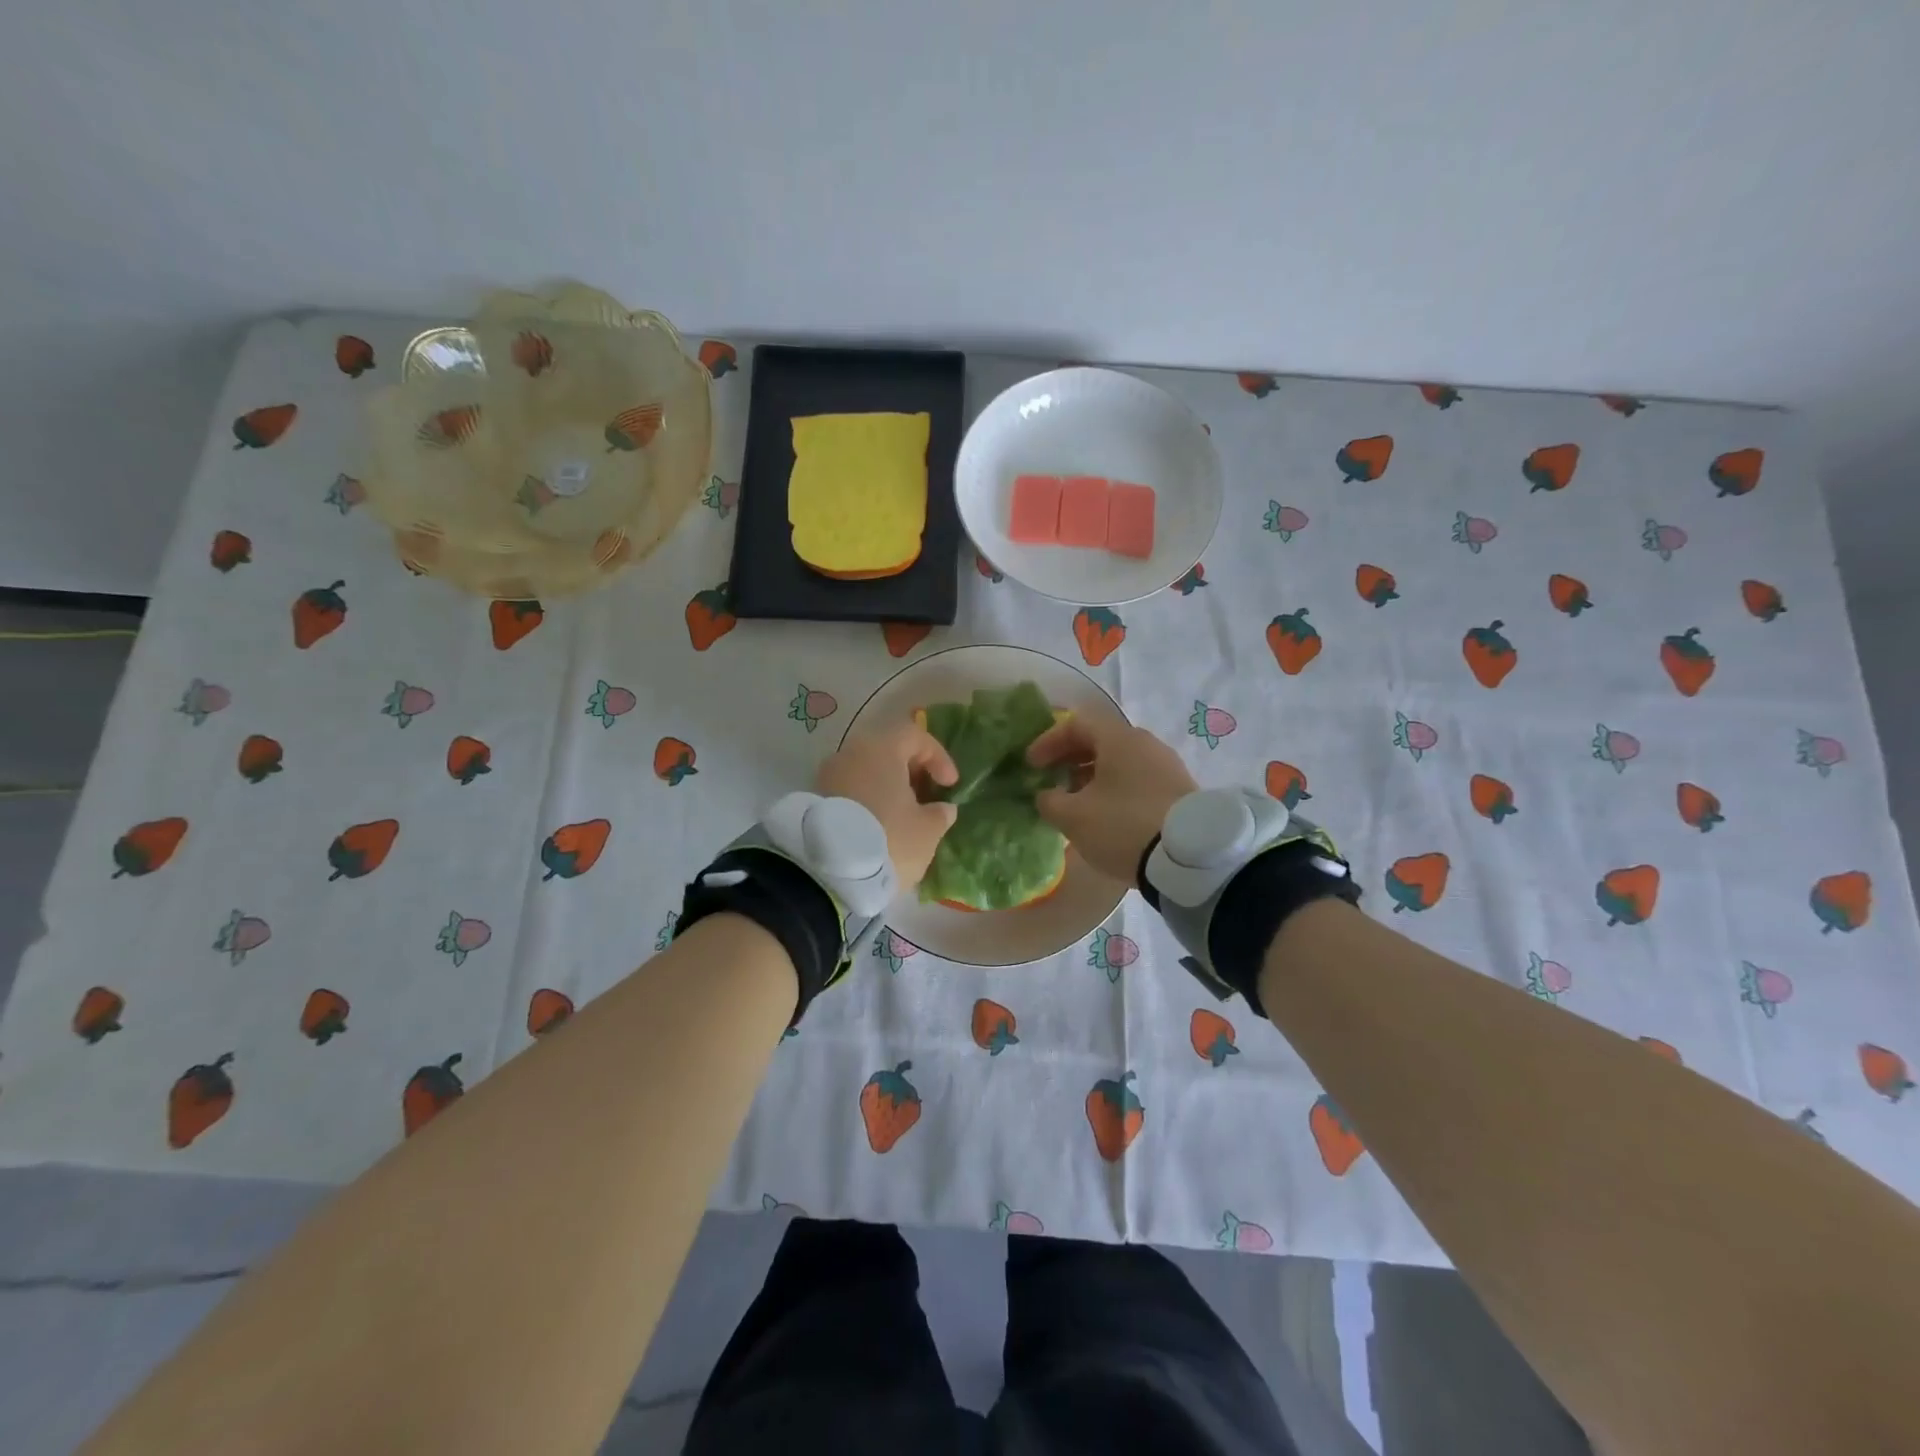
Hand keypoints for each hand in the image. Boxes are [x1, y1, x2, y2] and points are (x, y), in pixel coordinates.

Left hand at [814, 719, 959, 888]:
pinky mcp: (813, 800)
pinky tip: (878, 826)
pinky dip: (867, 800)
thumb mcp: (926, 831)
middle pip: (887, 750)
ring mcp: (827, 775)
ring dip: (887, 787)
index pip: (915, 735)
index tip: (949, 785)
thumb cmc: (887, 839)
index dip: (938, 756)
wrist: (826, 872)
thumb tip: (943, 808)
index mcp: (881, 749)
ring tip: (903, 815)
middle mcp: (850, 753)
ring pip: (865, 771)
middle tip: (926, 796)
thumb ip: (939, 814)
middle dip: (910, 771)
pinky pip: (849, 790)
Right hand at [1026, 715, 1197, 881]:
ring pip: (1120, 762)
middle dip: (1070, 759)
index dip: (1049, 741)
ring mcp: (1166, 767)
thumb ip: (1050, 801)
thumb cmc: (1123, 826)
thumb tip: (1046, 795)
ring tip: (1075, 802)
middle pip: (1100, 741)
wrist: (1189, 858)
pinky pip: (1137, 780)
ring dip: (1092, 777)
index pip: (1077, 724)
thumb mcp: (1074, 817)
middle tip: (1051, 780)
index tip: (1031, 765)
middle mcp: (1146, 744)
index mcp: (1119, 739)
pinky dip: (1114, 790)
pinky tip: (1105, 816)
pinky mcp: (1179, 791)